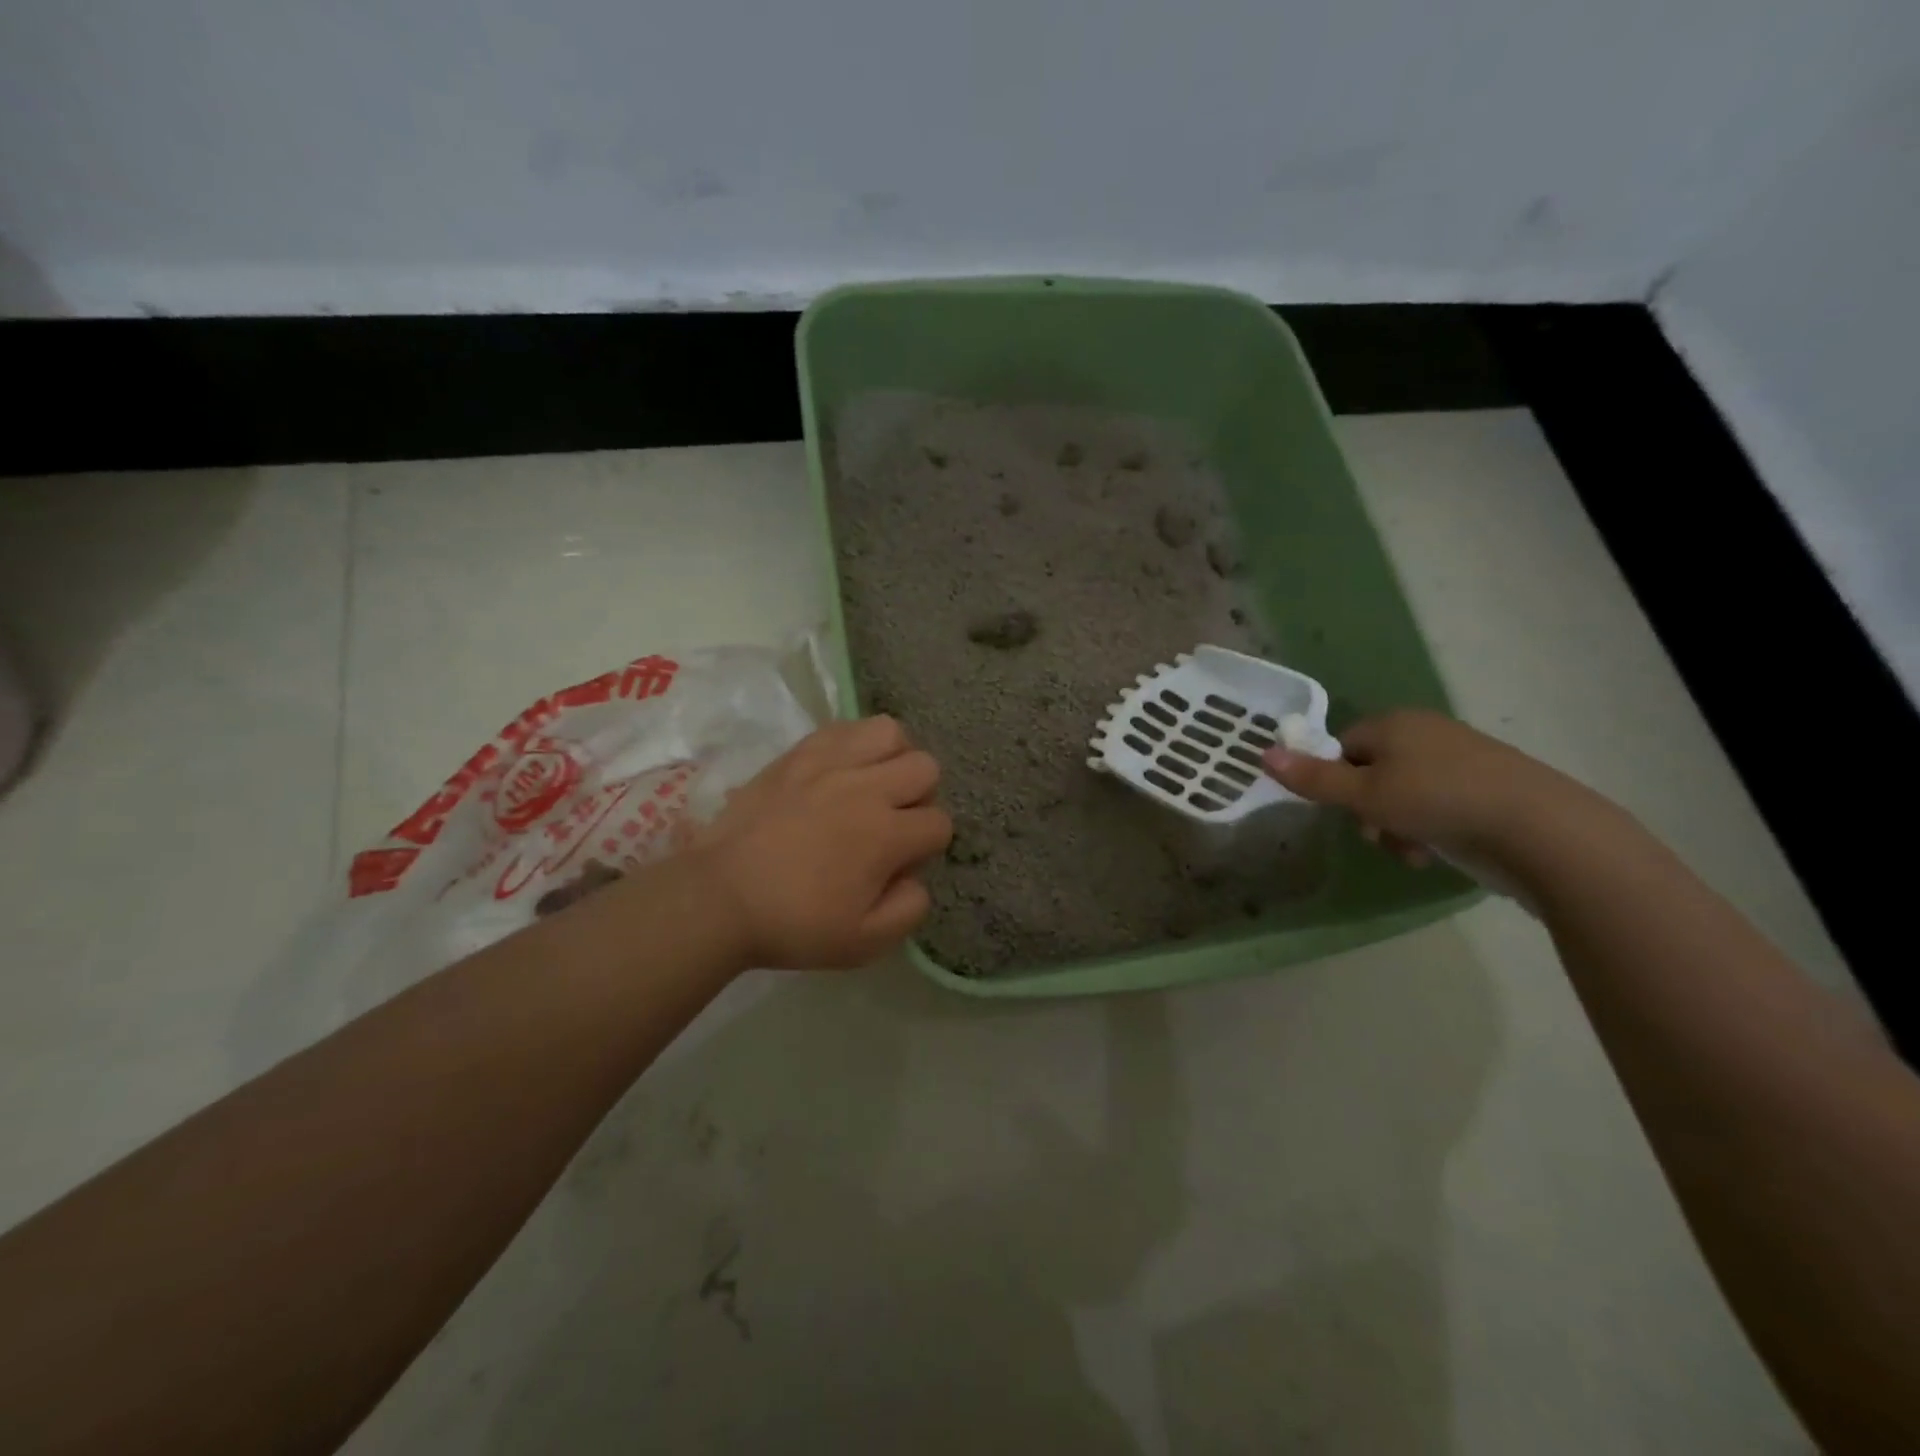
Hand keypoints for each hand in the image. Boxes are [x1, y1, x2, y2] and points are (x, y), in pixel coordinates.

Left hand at [693, 716, 951, 969]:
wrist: (720, 897)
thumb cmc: (793, 923)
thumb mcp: (863, 942)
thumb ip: (909, 909)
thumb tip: (916, 877)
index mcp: (886, 835)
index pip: (939, 823)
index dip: (927, 846)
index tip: (898, 863)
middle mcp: (866, 788)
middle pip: (925, 768)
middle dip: (920, 797)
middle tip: (891, 821)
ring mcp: (830, 763)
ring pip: (890, 733)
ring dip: (893, 758)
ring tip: (872, 784)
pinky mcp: (799, 753)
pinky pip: (845, 727)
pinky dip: (855, 743)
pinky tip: (842, 769)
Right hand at [1261, 709, 1585, 868]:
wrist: (1540, 829)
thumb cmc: (1438, 802)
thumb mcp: (1364, 795)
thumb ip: (1313, 778)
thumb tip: (1262, 753)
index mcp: (1393, 723)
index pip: (1341, 745)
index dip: (1334, 779)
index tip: (1342, 810)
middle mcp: (1425, 733)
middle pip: (1370, 771)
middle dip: (1366, 809)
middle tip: (1374, 834)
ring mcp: (1460, 760)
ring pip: (1402, 794)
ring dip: (1394, 825)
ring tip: (1409, 850)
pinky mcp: (1485, 789)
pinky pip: (1436, 805)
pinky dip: (1427, 828)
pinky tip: (1434, 852)